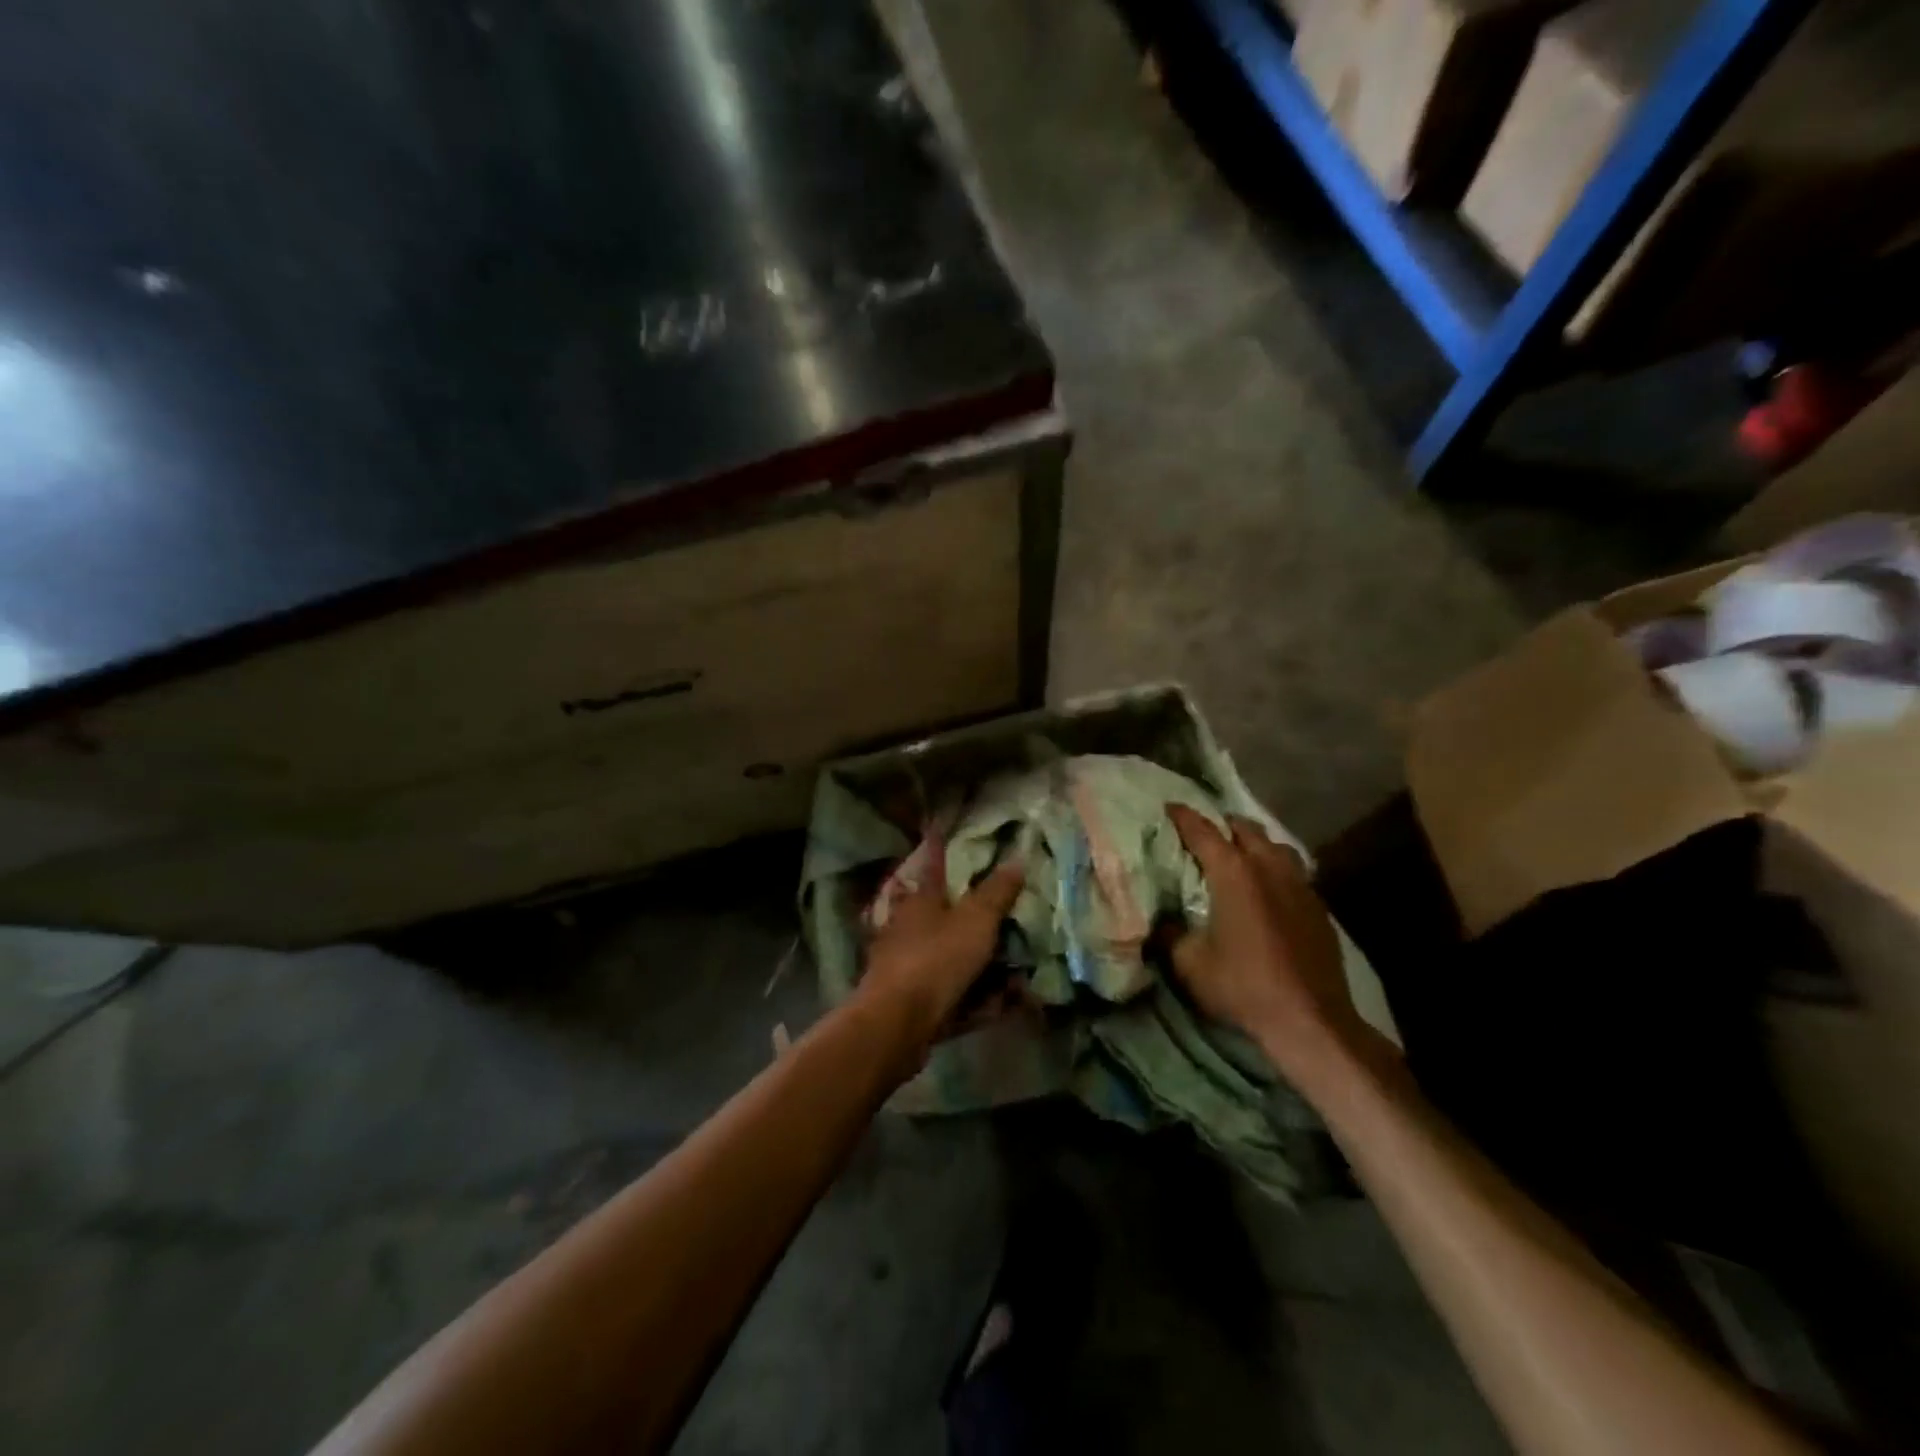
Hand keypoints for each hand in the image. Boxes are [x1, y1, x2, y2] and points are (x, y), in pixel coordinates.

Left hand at [857, 848, 1024, 1050]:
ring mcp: (908, 968)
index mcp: (919, 902)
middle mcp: (909, 930)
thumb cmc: (936, 958)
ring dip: (984, 969)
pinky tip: (1002, 1006)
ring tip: (1019, 977)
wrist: (898, 1022)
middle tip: (1010, 927)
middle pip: (947, 920)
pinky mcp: (913, 1004)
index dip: (942, 853)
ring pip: (952, 961)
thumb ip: (997, 892)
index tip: (947, 841)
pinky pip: (954, 997)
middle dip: (978, 926)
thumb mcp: (976, 919)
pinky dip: (978, 1001)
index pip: (935, 869)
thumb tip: (1016, 860)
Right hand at [1165, 805, 1388, 1090]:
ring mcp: (1299, 884)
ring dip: (1254, 843)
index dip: (1182, 816)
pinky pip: (1294, 871)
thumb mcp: (1188, 963)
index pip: (1202, 830)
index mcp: (1233, 872)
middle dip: (1221, 824)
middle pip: (1244, 828)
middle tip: (1202, 834)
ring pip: (1275, 846)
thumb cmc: (1242, 986)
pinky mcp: (1318, 906)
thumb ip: (1169, 933)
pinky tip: (1268, 888)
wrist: (1310, 1020)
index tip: (1168, 807)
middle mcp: (1268, 867)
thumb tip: (1160, 919)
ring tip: (1238, 854)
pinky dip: (1275, 868)